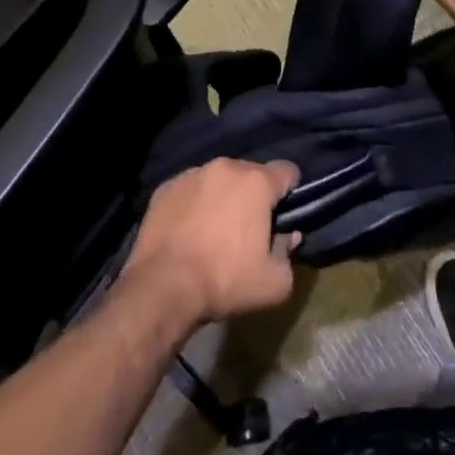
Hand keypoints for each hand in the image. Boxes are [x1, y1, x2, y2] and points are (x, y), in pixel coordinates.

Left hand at [124, 159, 298, 326]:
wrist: (162, 287)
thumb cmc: (225, 281)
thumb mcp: (275, 282)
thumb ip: (288, 253)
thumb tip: (287, 236)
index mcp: (256, 182)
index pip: (287, 171)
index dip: (291, 192)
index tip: (284, 215)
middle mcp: (225, 167)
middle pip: (251, 173)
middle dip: (255, 195)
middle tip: (249, 228)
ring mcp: (191, 174)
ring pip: (219, 179)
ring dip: (224, 196)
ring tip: (215, 229)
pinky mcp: (165, 187)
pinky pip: (191, 189)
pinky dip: (196, 203)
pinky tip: (189, 230)